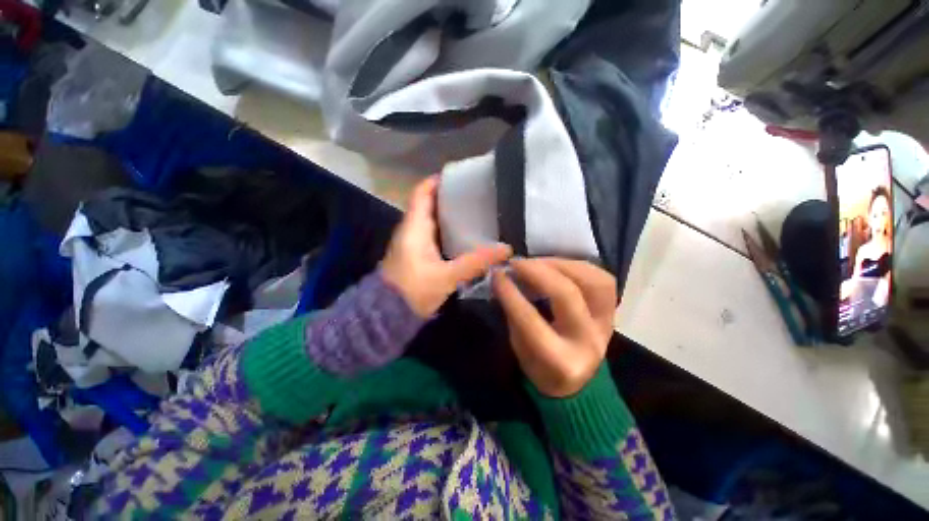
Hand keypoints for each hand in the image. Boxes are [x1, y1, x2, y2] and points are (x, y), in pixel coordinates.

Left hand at [382, 175, 511, 316]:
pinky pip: (434, 234)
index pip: (422, 192)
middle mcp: (412, 229)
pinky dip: (448, 230)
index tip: (461, 178)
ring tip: (476, 212)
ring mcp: (413, 242)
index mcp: (414, 227)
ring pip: (433, 220)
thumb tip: (506, 249)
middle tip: (477, 196)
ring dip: (450, 215)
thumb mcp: (447, 277)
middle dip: (450, 198)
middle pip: (430, 203)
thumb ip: (475, 262)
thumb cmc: (413, 291)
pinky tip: (465, 235)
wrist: (388, 314)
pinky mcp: (417, 254)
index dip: (438, 180)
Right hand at [493, 258, 616, 397]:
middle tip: (517, 263)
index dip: (511, 294)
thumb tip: (505, 279)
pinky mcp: (613, 312)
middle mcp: (588, 342)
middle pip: (567, 296)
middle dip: (538, 272)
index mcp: (559, 362)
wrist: (577, 383)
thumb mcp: (519, 348)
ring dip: (562, 265)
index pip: (530, 320)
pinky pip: (602, 280)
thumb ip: (513, 315)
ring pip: (594, 282)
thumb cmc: (540, 367)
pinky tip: (557, 265)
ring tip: (538, 262)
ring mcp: (606, 325)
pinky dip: (578, 266)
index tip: (497, 275)